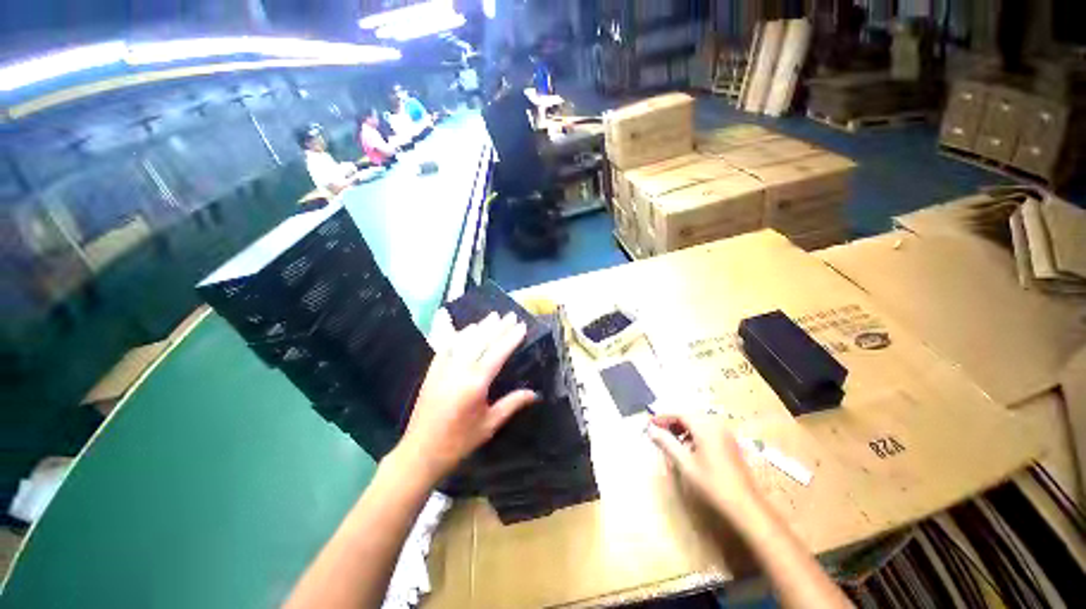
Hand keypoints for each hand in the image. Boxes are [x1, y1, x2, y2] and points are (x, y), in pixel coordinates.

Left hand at [395, 311, 536, 483]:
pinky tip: (465, 330)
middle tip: (509, 314)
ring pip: (463, 340)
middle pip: (481, 341)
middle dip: (497, 327)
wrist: (420, 452)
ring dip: (479, 327)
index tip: (521, 325)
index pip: (497, 353)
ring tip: (491, 316)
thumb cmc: (459, 441)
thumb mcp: (490, 424)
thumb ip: (512, 404)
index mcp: (476, 383)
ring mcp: (443, 368)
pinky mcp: (432, 372)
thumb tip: (535, 393)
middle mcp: (459, 370)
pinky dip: (457, 336)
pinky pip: (446, 347)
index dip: (510, 338)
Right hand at [647, 414, 758, 516]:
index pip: (679, 413)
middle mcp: (716, 426)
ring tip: (670, 439)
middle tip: (657, 430)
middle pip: (689, 416)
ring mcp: (725, 435)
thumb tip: (651, 429)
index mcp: (705, 428)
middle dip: (672, 421)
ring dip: (682, 427)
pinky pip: (707, 431)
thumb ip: (667, 443)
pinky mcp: (729, 444)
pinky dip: (694, 434)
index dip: (663, 416)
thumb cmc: (712, 484)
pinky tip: (687, 447)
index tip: (649, 423)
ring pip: (698, 423)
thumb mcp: (685, 464)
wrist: (746, 507)